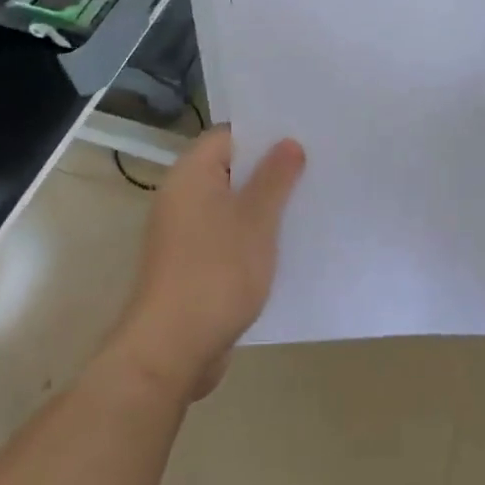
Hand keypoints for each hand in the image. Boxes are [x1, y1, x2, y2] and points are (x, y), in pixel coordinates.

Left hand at [103, 129, 304, 403]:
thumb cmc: (216, 271)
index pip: (228, 135)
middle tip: (313, 167)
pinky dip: (250, 235)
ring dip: (262, 205)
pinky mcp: (190, 263)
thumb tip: (287, 142)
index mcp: (191, 173)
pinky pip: (225, 235)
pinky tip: (283, 245)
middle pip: (229, 169)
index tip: (301, 136)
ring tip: (307, 202)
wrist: (171, 350)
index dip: (264, 134)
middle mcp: (181, 195)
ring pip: (229, 204)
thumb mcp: (256, 219)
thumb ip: (275, 177)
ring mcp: (183, 232)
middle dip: (269, 170)